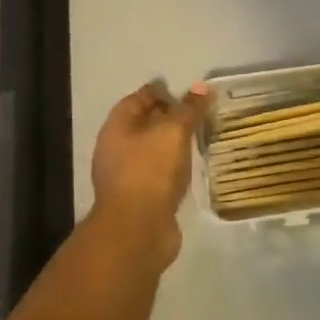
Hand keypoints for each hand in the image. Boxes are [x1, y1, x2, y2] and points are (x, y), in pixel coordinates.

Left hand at [90, 82, 206, 263]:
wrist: (137, 231)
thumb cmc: (150, 170)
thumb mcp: (174, 131)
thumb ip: (189, 109)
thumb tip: (203, 87)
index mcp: (117, 127)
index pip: (138, 98)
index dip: (161, 92)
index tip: (187, 91)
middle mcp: (116, 149)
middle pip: (144, 125)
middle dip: (168, 117)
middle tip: (198, 113)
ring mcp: (127, 177)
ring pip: (153, 151)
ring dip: (172, 145)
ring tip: (199, 137)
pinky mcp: (141, 200)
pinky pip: (159, 175)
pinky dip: (174, 168)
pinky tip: (192, 167)